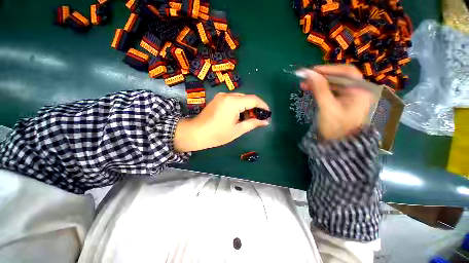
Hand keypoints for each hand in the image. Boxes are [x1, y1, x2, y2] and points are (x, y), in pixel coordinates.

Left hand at [174, 93, 269, 151]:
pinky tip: (239, 116)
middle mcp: (227, 95)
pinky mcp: (218, 99)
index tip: (268, 113)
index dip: (263, 106)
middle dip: (254, 107)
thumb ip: (252, 124)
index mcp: (233, 102)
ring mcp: (221, 96)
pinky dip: (239, 107)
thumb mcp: (237, 130)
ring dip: (246, 107)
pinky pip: (232, 100)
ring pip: (240, 99)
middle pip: (246, 98)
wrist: (195, 133)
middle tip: (258, 119)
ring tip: (249, 119)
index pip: (253, 99)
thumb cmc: (217, 134)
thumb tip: (265, 122)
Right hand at [300, 65, 375, 140]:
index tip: (312, 70)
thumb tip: (309, 73)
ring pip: (334, 84)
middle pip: (339, 77)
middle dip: (322, 76)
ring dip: (319, 83)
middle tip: (306, 77)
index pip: (346, 72)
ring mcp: (349, 97)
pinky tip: (310, 90)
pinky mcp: (342, 102)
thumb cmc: (336, 126)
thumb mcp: (327, 107)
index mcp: (359, 90)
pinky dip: (320, 90)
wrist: (339, 144)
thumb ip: (319, 89)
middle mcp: (357, 91)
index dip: (329, 69)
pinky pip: (331, 91)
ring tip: (304, 84)